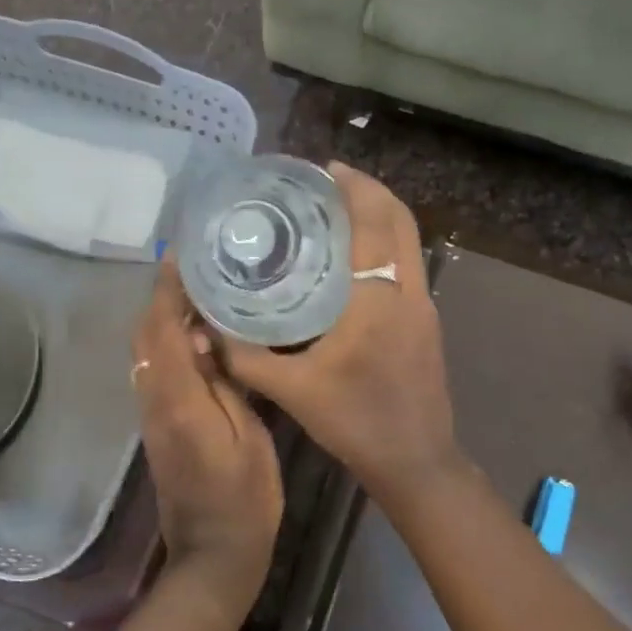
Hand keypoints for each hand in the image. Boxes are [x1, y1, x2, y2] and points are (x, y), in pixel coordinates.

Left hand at [132, 261, 282, 621]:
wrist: (212, 556)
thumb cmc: (244, 500)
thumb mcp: (250, 439)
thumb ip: (226, 385)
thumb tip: (207, 340)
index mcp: (179, 401)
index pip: (163, 331)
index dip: (166, 291)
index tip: (178, 257)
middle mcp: (154, 402)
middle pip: (145, 338)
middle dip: (161, 299)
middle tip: (194, 271)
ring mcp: (151, 417)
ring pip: (146, 355)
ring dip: (162, 320)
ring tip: (198, 295)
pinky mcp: (157, 429)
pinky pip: (154, 373)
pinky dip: (167, 345)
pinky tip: (197, 339)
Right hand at [220, 163, 462, 505]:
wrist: (417, 461)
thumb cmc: (357, 422)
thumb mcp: (293, 391)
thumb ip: (245, 358)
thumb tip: (204, 331)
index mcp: (379, 299)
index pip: (375, 222)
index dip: (355, 188)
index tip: (325, 169)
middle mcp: (410, 291)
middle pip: (401, 220)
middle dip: (369, 192)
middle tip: (327, 184)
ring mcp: (425, 306)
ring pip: (409, 242)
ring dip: (380, 217)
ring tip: (336, 213)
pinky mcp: (427, 322)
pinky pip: (408, 265)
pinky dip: (385, 245)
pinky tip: (352, 260)